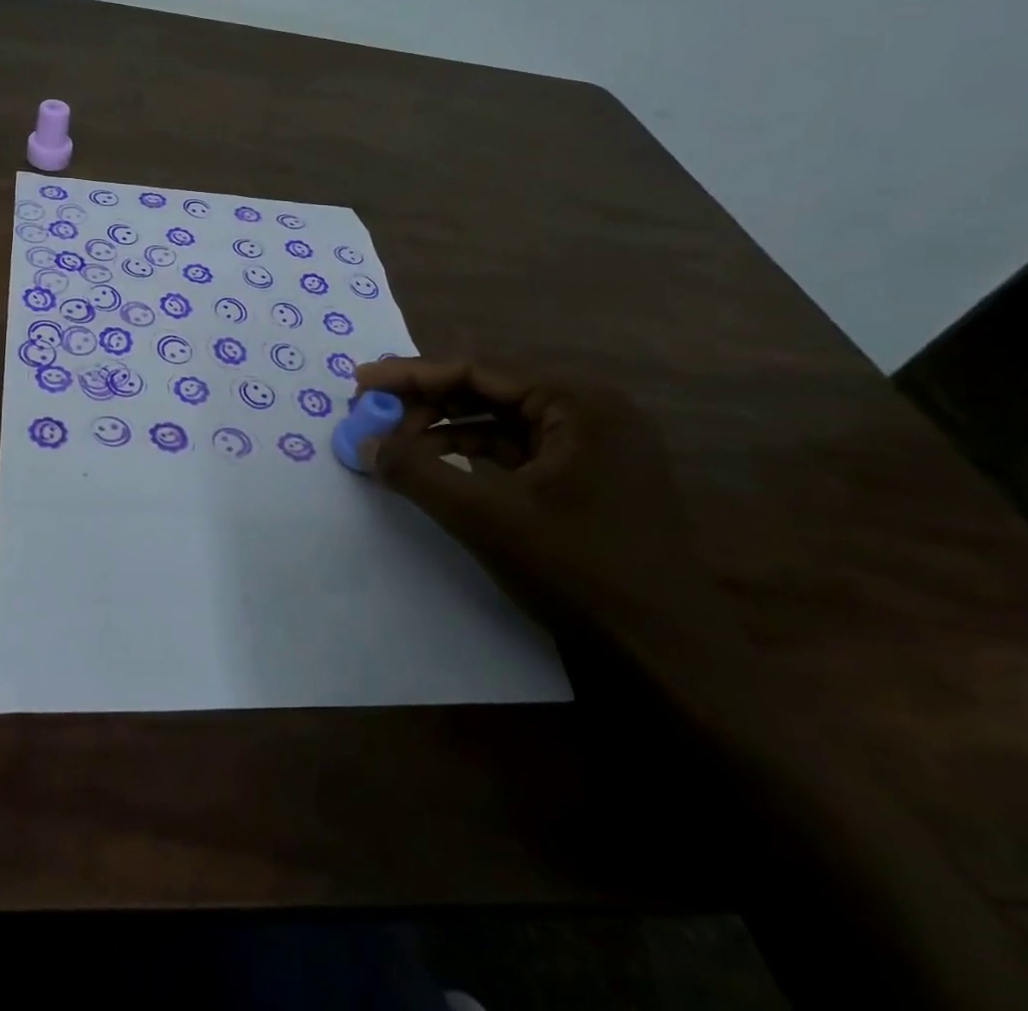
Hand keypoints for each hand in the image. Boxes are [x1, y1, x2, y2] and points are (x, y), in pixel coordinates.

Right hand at [355, 356, 741, 671]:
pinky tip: (438, 471)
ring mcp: (594, 447)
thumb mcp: (484, 517)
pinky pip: (519, 453)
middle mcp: (590, 411)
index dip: (411, 374)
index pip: (477, 370)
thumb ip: (417, 472)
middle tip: (373, 417)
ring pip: (501, 423)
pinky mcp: (589, 480)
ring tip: (395, 447)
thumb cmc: (578, 572)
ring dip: (445, 431)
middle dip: (426, 404)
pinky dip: (474, 457)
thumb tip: (363, 444)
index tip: (360, 382)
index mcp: (578, 402)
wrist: (667, 659)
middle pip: (489, 391)